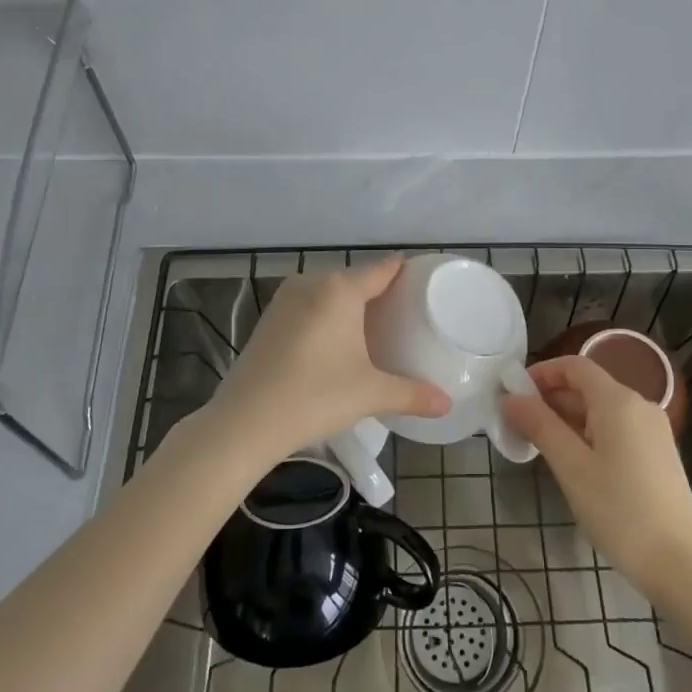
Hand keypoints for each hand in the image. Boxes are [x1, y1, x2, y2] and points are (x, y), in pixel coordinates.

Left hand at [198, 257, 450, 473]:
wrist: (244, 423)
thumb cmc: (314, 397)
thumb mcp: (370, 394)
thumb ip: (412, 394)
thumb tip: (447, 405)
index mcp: (339, 289)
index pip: (382, 268)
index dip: (406, 272)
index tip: (425, 281)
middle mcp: (311, 283)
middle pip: (355, 278)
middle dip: (379, 292)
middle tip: (406, 314)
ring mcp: (284, 300)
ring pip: (329, 292)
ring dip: (350, 305)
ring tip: (375, 328)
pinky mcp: (268, 320)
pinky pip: (309, 306)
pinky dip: (326, 316)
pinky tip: (336, 342)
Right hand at [500, 355, 691, 597]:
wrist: (680, 562)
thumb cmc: (620, 510)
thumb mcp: (571, 467)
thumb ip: (540, 426)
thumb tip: (511, 398)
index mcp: (618, 401)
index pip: (575, 366)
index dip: (542, 372)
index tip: (514, 393)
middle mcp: (639, 406)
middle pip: (589, 386)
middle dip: (551, 398)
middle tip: (519, 423)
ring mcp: (652, 430)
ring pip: (602, 409)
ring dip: (568, 417)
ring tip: (539, 444)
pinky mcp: (657, 453)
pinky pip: (616, 428)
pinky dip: (589, 433)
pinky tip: (573, 460)